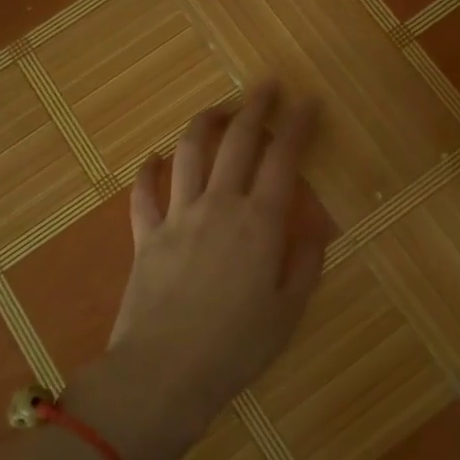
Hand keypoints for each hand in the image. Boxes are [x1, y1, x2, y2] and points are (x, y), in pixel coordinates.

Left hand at [69, 83, 325, 459]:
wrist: (163, 373)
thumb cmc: (235, 349)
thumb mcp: (288, 313)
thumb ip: (305, 265)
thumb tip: (316, 232)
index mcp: (260, 223)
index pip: (284, 159)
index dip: (299, 125)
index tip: (309, 101)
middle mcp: (219, 206)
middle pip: (237, 141)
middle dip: (255, 107)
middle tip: (267, 85)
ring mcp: (178, 216)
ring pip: (189, 153)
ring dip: (205, 123)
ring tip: (218, 109)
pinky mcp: (145, 235)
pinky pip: (144, 193)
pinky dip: (149, 171)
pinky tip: (154, 158)